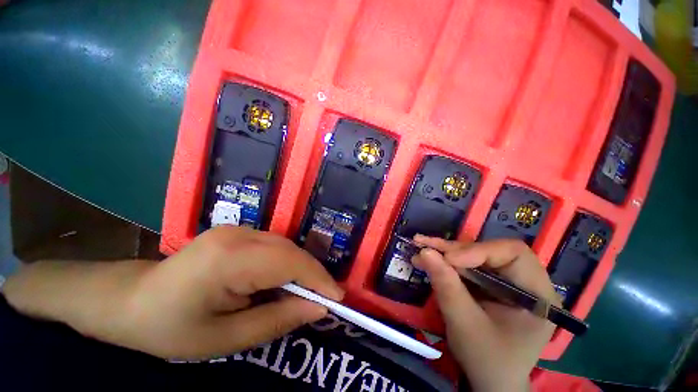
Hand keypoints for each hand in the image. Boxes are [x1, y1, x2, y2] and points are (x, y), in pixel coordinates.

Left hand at [3, 226, 342, 359]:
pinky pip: (274, 246)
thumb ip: (277, 321)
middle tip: (324, 299)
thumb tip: (318, 308)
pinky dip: (286, 264)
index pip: (290, 263)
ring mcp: (238, 228)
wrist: (131, 300)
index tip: (338, 298)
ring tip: (306, 293)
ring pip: (285, 246)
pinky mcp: (238, 232)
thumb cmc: (170, 328)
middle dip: (312, 274)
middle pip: (291, 250)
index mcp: (230, 258)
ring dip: (299, 269)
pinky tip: (283, 281)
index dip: (318, 279)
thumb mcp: (225, 338)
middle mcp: (239, 234)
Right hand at [412, 235, 557, 391]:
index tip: (448, 259)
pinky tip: (429, 259)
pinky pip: (469, 265)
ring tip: (420, 249)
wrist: (491, 382)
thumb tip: (425, 252)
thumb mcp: (465, 324)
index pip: (513, 253)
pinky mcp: (492, 284)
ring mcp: (508, 282)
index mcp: (537, 295)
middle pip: (490, 251)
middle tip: (423, 246)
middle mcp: (527, 282)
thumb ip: (447, 286)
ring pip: (475, 255)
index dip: (478, 250)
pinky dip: (447, 262)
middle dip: (454, 249)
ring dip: (446, 252)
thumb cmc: (486, 360)